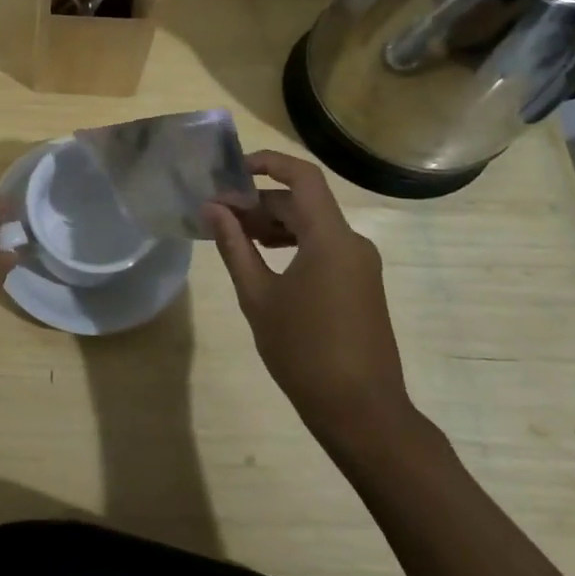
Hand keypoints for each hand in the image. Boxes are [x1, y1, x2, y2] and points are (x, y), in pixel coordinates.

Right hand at [202, 150, 413, 452]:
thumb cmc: (304, 351)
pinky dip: (291, 245)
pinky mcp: (360, 284)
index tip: (230, 172)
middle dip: (258, 202)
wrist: (362, 412)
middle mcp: (351, 242)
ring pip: (312, 226)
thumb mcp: (258, 296)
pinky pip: (322, 248)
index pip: (302, 177)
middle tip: (217, 214)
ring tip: (233, 236)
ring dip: (273, 224)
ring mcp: (359, 264)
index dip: (267, 163)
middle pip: (302, 203)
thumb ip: (234, 246)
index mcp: (330, 238)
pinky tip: (262, 259)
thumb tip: (212, 208)